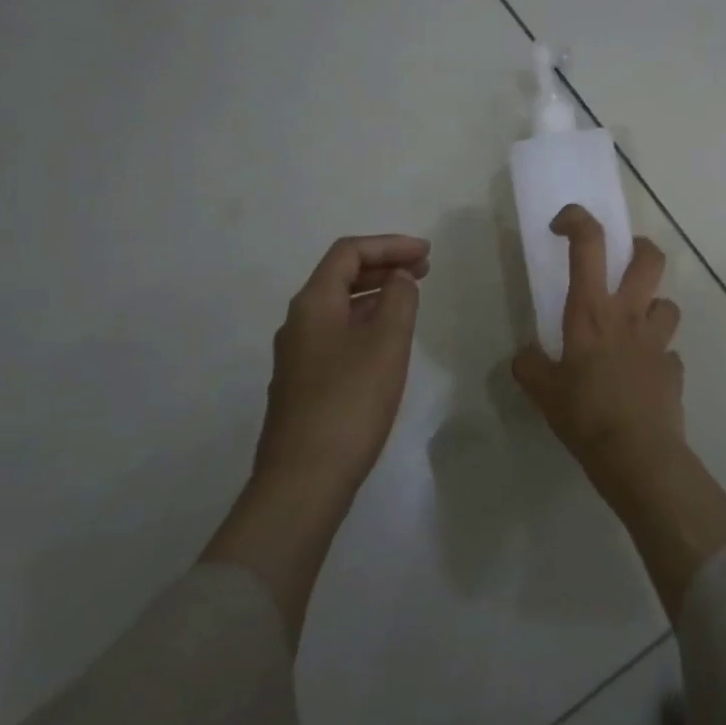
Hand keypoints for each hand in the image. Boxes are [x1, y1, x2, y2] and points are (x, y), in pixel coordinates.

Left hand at [256, 233, 429, 492]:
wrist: (304, 480)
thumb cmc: (350, 403)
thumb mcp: (386, 344)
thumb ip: (399, 300)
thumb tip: (400, 277)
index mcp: (313, 304)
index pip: (348, 253)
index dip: (389, 244)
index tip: (427, 253)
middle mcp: (298, 322)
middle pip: (340, 276)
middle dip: (384, 265)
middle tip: (425, 270)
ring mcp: (298, 355)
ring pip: (339, 307)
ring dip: (376, 294)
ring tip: (411, 299)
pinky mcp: (304, 383)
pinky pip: (337, 333)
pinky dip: (366, 321)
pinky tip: (387, 340)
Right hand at [513, 205, 683, 475]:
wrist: (637, 455)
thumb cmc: (585, 415)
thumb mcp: (543, 392)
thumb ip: (529, 366)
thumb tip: (524, 355)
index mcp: (592, 312)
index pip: (589, 245)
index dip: (578, 220)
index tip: (563, 224)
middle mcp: (629, 316)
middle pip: (650, 259)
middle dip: (640, 248)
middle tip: (626, 260)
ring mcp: (658, 341)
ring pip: (667, 304)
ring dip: (652, 309)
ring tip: (635, 328)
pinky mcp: (674, 369)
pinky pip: (668, 353)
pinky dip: (657, 358)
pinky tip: (642, 379)